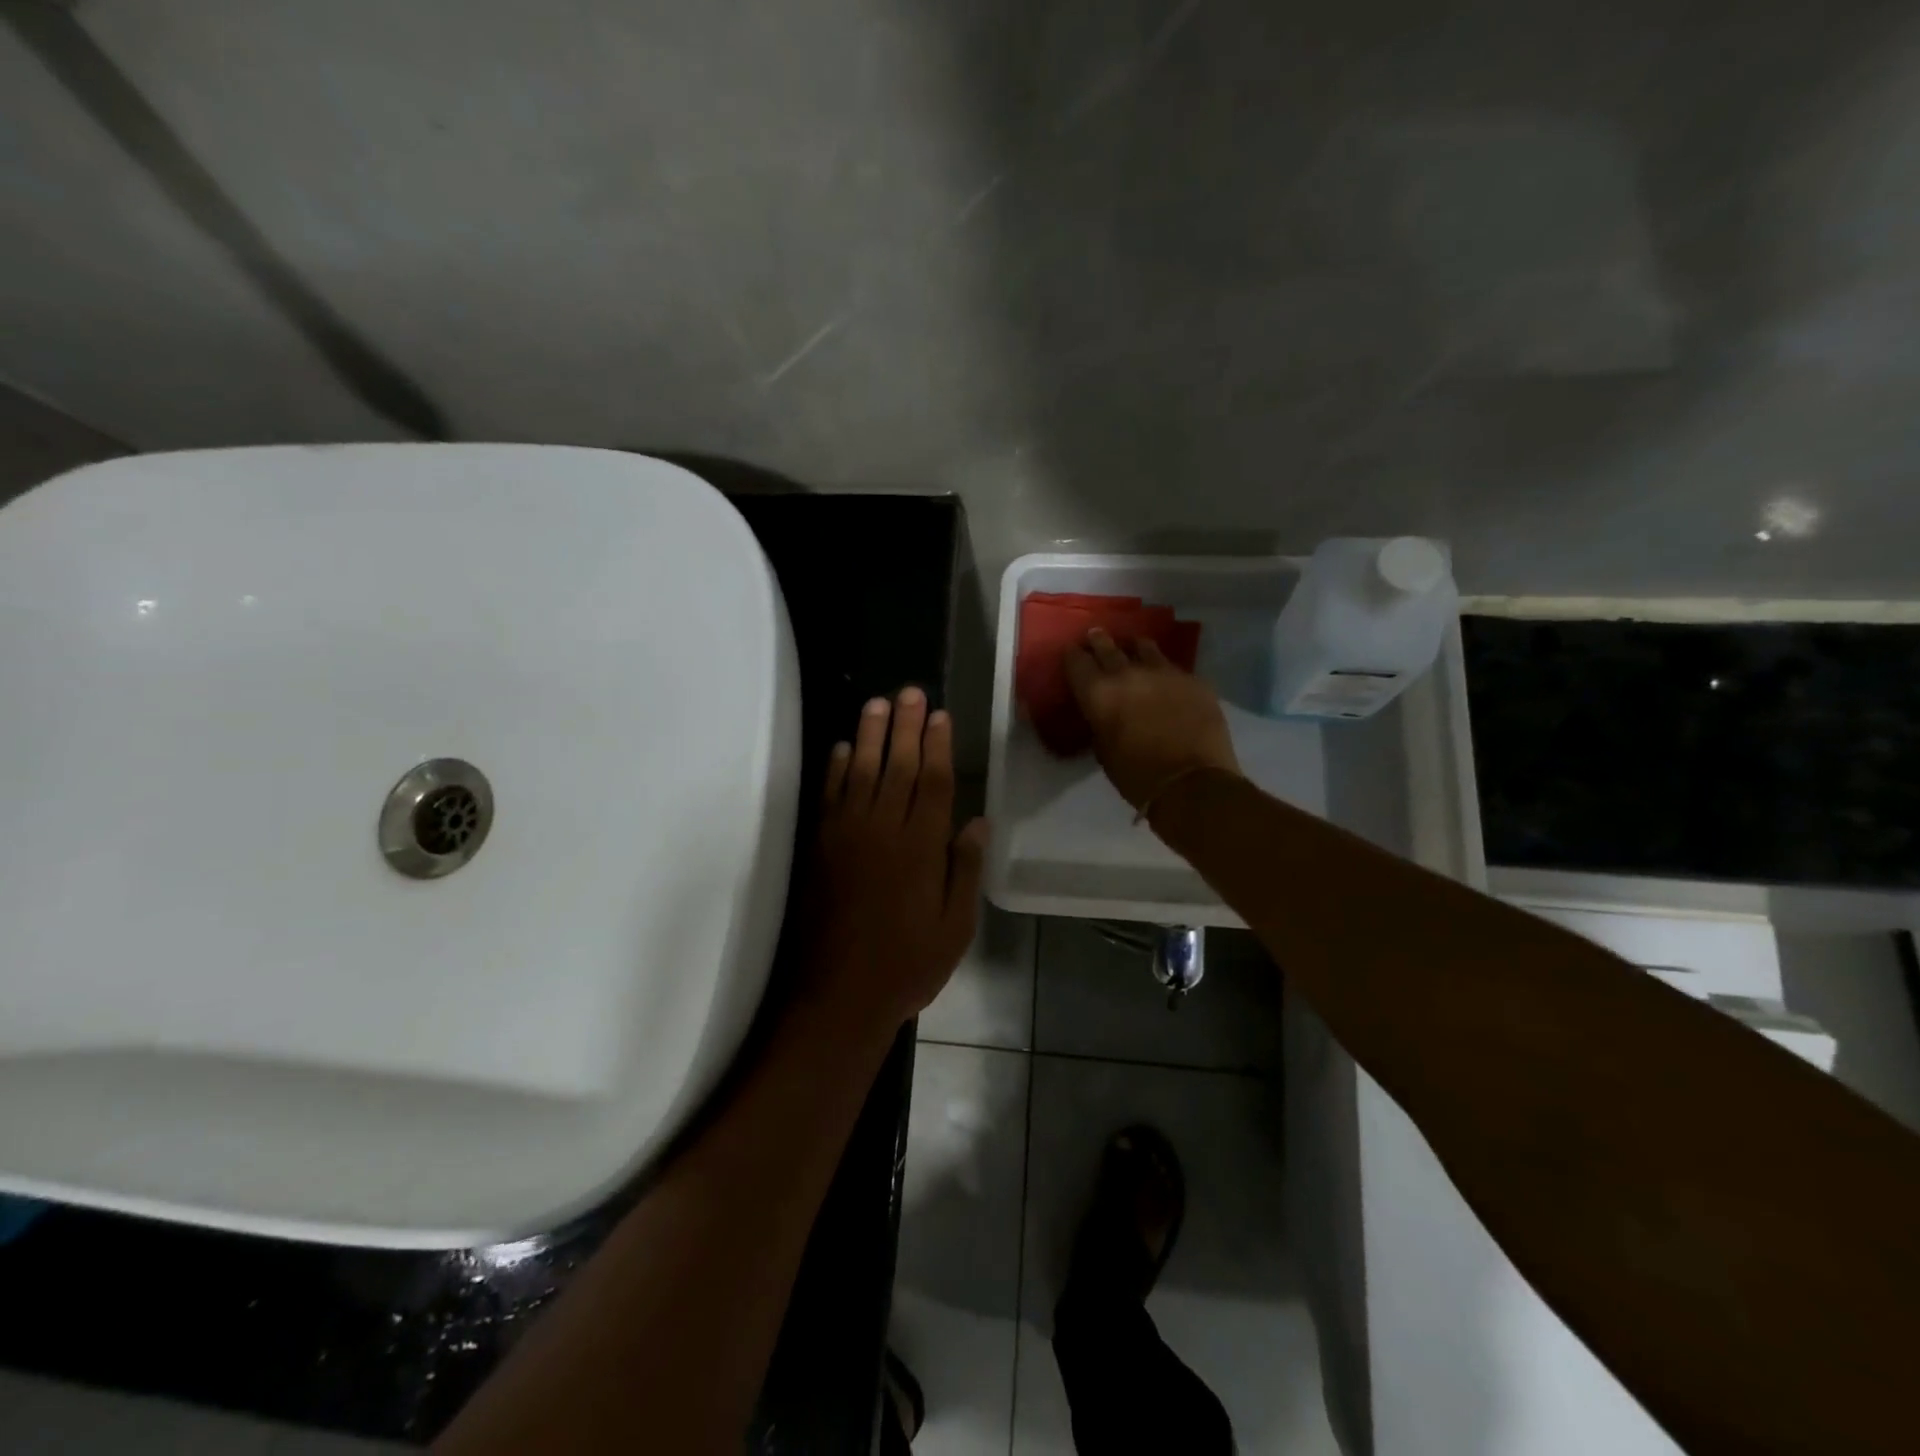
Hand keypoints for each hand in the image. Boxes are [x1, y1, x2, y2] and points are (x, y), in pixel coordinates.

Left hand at [806, 688, 989, 1032]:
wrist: (839, 994)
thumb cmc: (908, 964)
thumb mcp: (955, 926)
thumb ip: (964, 869)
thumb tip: (978, 821)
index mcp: (921, 847)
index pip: (933, 783)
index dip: (937, 746)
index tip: (939, 715)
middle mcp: (884, 830)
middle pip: (897, 767)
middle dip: (905, 727)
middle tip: (909, 692)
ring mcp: (847, 836)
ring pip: (859, 772)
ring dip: (868, 736)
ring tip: (876, 704)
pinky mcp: (821, 847)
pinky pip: (829, 797)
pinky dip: (834, 770)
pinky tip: (839, 749)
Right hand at [1063, 628, 1240, 810]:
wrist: (1192, 783)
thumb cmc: (1137, 776)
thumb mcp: (1103, 751)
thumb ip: (1100, 723)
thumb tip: (1104, 713)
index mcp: (1098, 693)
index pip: (1077, 662)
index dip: (1072, 656)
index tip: (1071, 652)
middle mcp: (1127, 673)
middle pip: (1108, 646)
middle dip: (1099, 641)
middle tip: (1095, 635)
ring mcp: (1164, 672)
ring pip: (1145, 647)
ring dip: (1134, 647)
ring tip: (1133, 646)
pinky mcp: (1193, 679)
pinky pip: (1173, 667)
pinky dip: (1164, 670)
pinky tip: (1166, 677)